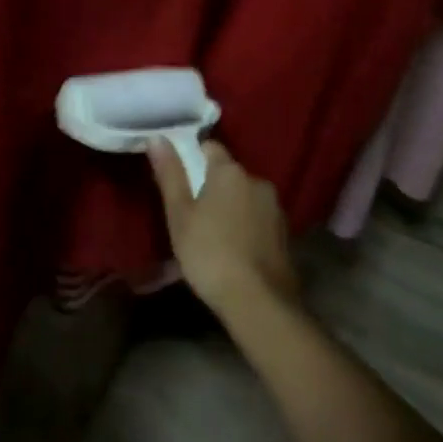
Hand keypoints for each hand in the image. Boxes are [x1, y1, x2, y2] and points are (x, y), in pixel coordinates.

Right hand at [148, 137, 299, 321]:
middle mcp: (257, 181)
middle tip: (193, 213)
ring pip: (245, 197)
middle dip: (213, 186)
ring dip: (231, 207)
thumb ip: (170, 174)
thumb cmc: (210, 253)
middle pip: (229, 174)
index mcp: (230, 171)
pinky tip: (235, 250)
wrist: (259, 303)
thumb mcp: (180, 214)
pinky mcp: (285, 234)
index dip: (193, 157)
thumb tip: (157, 137)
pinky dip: (246, 227)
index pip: (210, 147)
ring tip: (213, 235)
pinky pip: (259, 219)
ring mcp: (275, 208)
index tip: (180, 178)